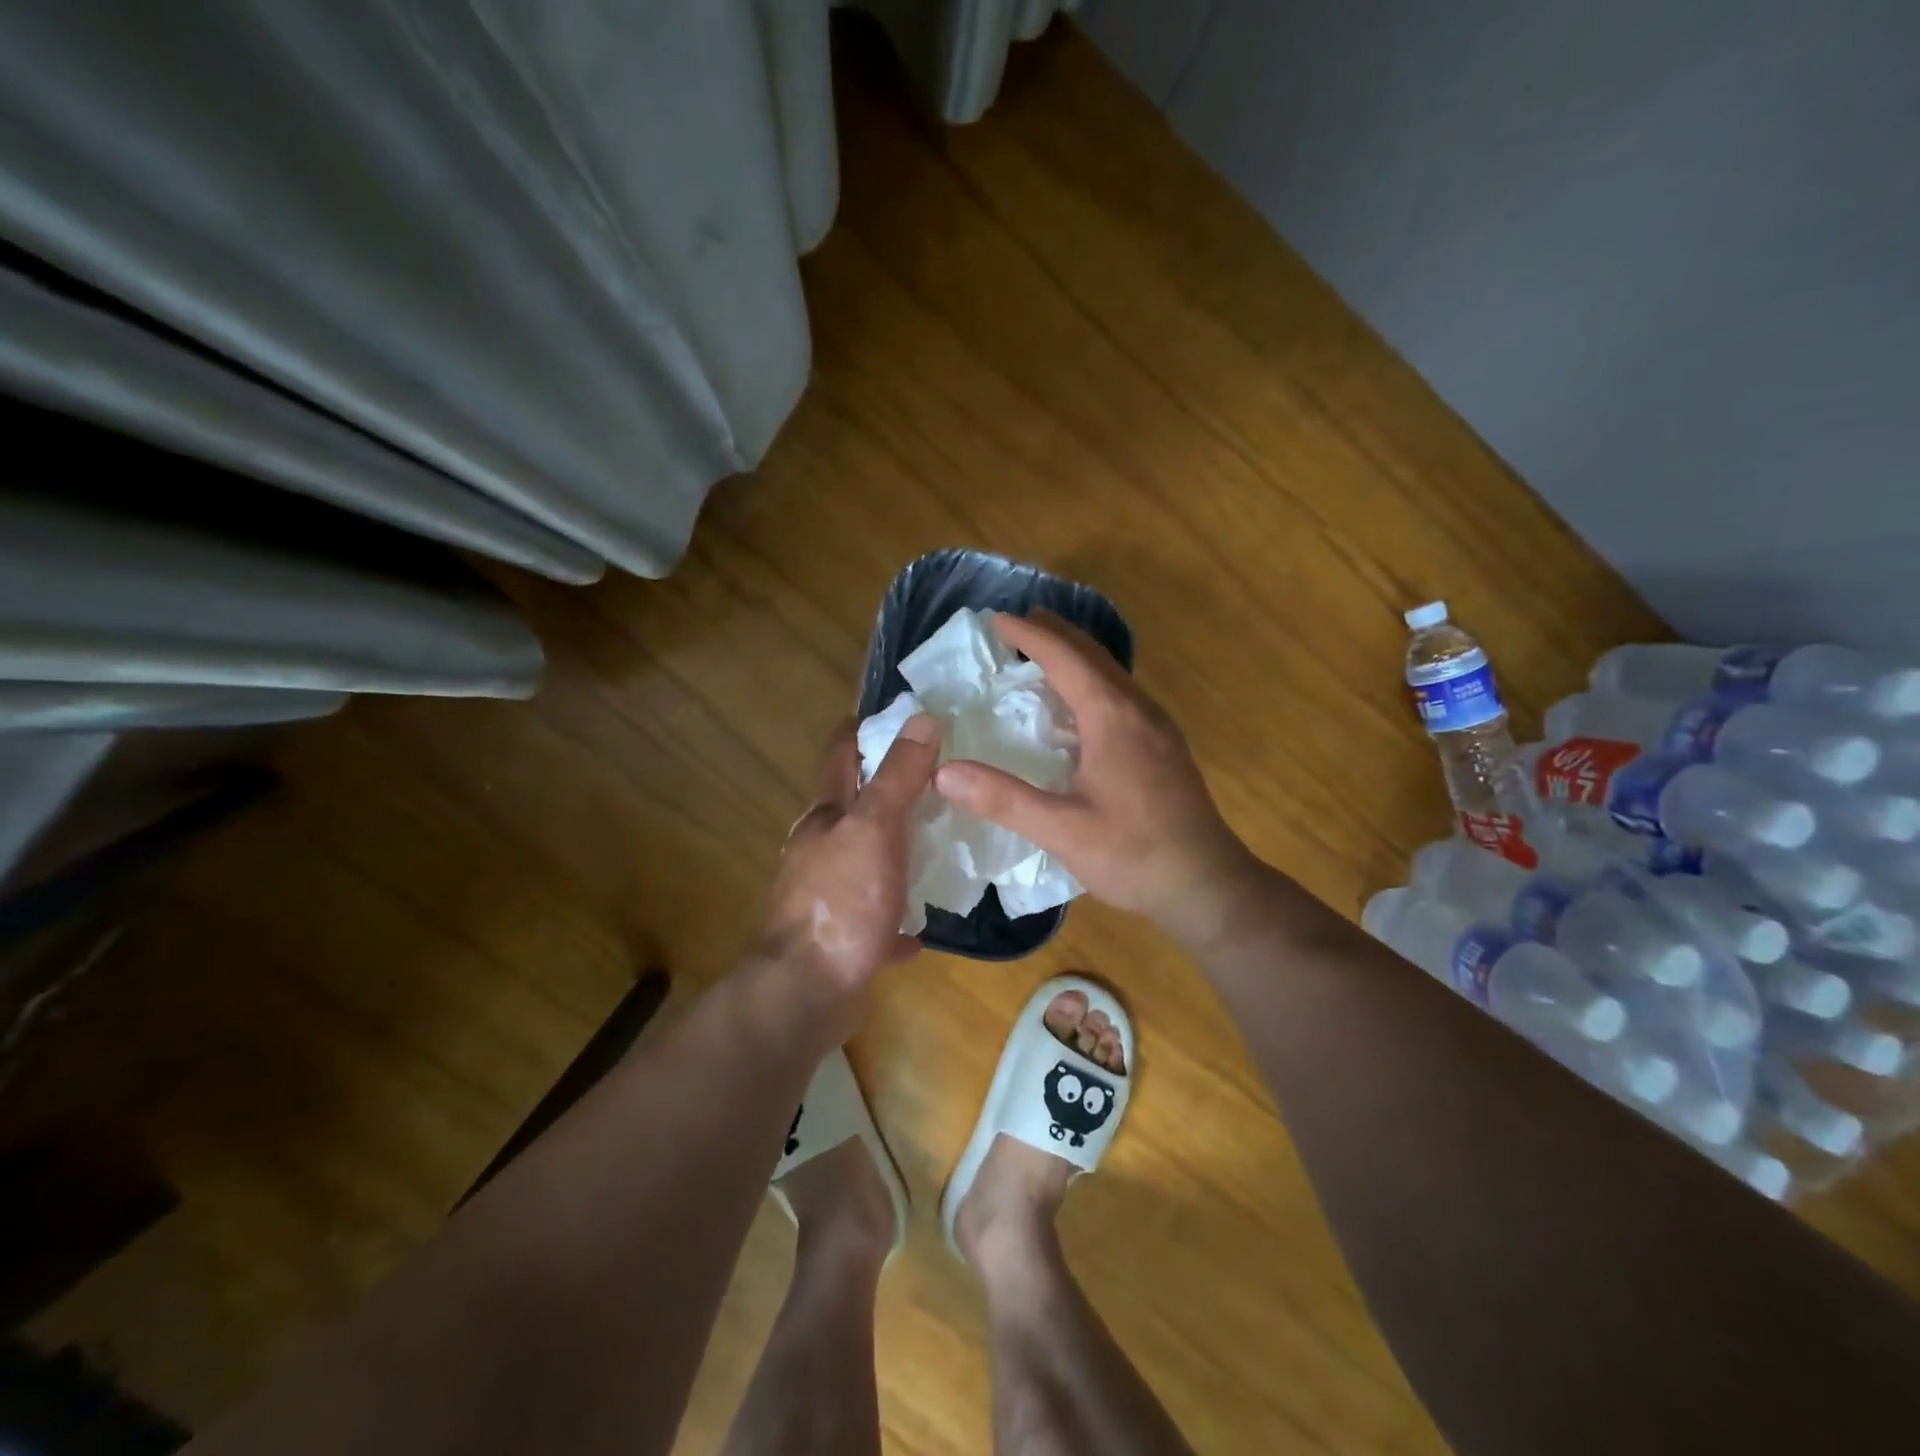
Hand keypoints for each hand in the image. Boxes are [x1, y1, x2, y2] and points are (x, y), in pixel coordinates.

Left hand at [759, 713, 940, 993]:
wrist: (807, 992)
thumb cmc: (841, 901)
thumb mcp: (875, 829)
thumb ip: (898, 777)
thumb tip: (920, 718)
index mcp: (825, 818)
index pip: (841, 757)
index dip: (862, 731)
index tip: (894, 715)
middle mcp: (820, 851)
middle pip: (852, 809)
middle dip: (885, 790)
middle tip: (934, 778)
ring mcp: (827, 897)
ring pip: (863, 863)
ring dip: (892, 852)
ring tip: (935, 843)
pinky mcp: (840, 940)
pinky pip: (874, 920)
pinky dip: (894, 917)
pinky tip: (919, 927)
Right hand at [933, 610, 1261, 941]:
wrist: (1208, 886)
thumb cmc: (1135, 855)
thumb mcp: (1063, 830)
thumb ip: (1003, 799)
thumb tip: (943, 771)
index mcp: (1113, 717)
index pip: (1065, 658)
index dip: (1030, 635)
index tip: (996, 618)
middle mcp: (1138, 709)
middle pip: (1093, 655)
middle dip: (1054, 634)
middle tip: (1018, 624)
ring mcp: (1157, 727)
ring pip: (1111, 674)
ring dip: (1075, 657)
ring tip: (1041, 655)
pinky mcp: (1164, 747)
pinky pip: (1121, 696)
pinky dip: (1090, 683)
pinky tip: (1077, 709)